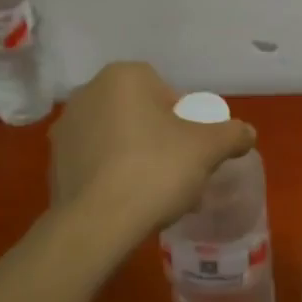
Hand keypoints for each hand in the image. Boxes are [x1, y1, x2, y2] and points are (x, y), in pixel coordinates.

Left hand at [50, 62, 255, 243]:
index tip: (193, 149)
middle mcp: (88, 93)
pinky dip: (112, 175)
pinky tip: (128, 202)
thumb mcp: (208, 149)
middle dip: (161, 138)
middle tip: (178, 171)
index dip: (186, 120)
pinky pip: (95, 162)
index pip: (166, 92)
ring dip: (136, 156)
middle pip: (141, 113)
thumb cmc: (156, 170)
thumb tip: (247, 133)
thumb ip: (231, 134)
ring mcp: (66, 128)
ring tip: (155, 193)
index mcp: (124, 77)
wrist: (97, 224)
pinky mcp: (53, 163)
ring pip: (117, 138)